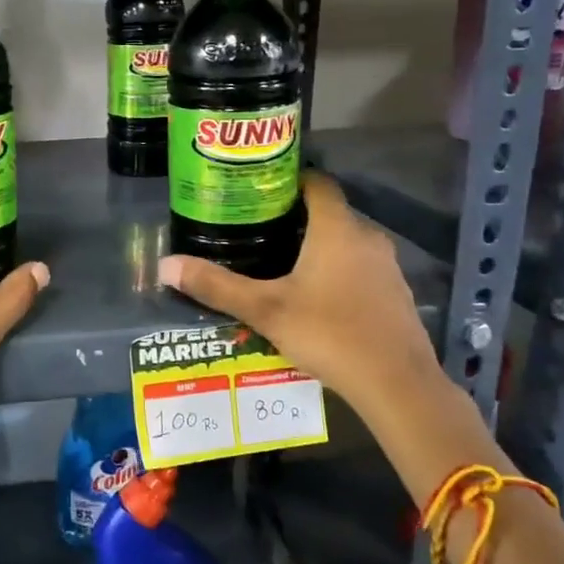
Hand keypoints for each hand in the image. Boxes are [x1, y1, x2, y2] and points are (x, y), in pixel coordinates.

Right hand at [156, 172, 442, 420]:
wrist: (397, 385)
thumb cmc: (329, 334)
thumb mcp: (265, 310)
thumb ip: (216, 286)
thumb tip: (165, 265)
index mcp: (336, 230)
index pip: (317, 183)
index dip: (290, 179)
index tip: (259, 187)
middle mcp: (366, 238)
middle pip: (330, 212)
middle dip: (296, 216)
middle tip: (257, 227)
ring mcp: (387, 267)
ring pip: (347, 241)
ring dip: (318, 244)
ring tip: (280, 260)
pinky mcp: (396, 294)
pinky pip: (361, 267)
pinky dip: (338, 270)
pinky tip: (316, 295)